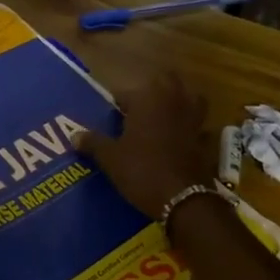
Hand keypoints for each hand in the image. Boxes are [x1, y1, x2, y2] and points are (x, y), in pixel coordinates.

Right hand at [76, 71, 212, 219]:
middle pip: (167, 81)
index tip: (110, 115)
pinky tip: (182, 138)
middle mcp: (174, 102)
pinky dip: (193, 127)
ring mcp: (194, 119)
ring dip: (179, 101)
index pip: (128, 92)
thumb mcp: (110, 159)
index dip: (118, 102)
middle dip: (154, 89)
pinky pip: (200, 125)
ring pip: (191, 98)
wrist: (182, 198)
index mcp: (148, 100)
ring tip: (163, 115)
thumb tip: (74, 135)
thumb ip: (93, 143)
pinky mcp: (205, 138)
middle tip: (137, 108)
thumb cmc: (141, 170)